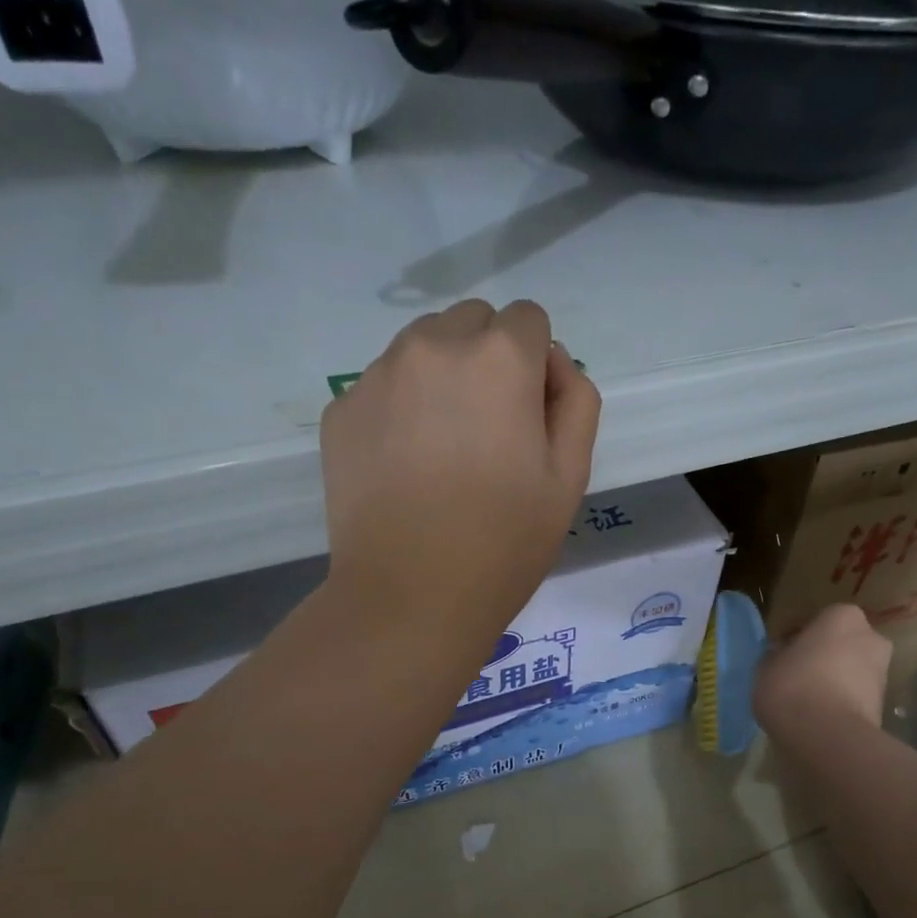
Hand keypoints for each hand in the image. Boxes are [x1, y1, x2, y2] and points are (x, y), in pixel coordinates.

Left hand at [320, 299, 600, 642]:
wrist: (410, 597)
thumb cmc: (504, 544)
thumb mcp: (570, 477)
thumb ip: (576, 402)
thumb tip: (552, 364)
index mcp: (499, 358)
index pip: (529, 320)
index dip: (538, 364)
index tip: (530, 416)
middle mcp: (433, 346)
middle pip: (472, 321)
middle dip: (488, 357)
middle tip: (488, 431)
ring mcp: (377, 375)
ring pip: (422, 346)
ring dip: (441, 376)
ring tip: (443, 449)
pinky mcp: (340, 409)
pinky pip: (382, 384)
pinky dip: (400, 407)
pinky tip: (404, 466)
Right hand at [753, 604, 893, 742]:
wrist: (828, 736)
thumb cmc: (792, 686)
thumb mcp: (766, 666)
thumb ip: (777, 656)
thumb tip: (783, 657)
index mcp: (842, 616)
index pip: (819, 621)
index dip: (800, 639)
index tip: (784, 656)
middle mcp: (871, 637)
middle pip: (843, 645)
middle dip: (825, 658)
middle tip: (799, 677)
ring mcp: (883, 672)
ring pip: (852, 672)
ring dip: (835, 682)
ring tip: (808, 703)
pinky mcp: (884, 705)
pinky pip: (856, 697)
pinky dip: (842, 704)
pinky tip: (820, 719)